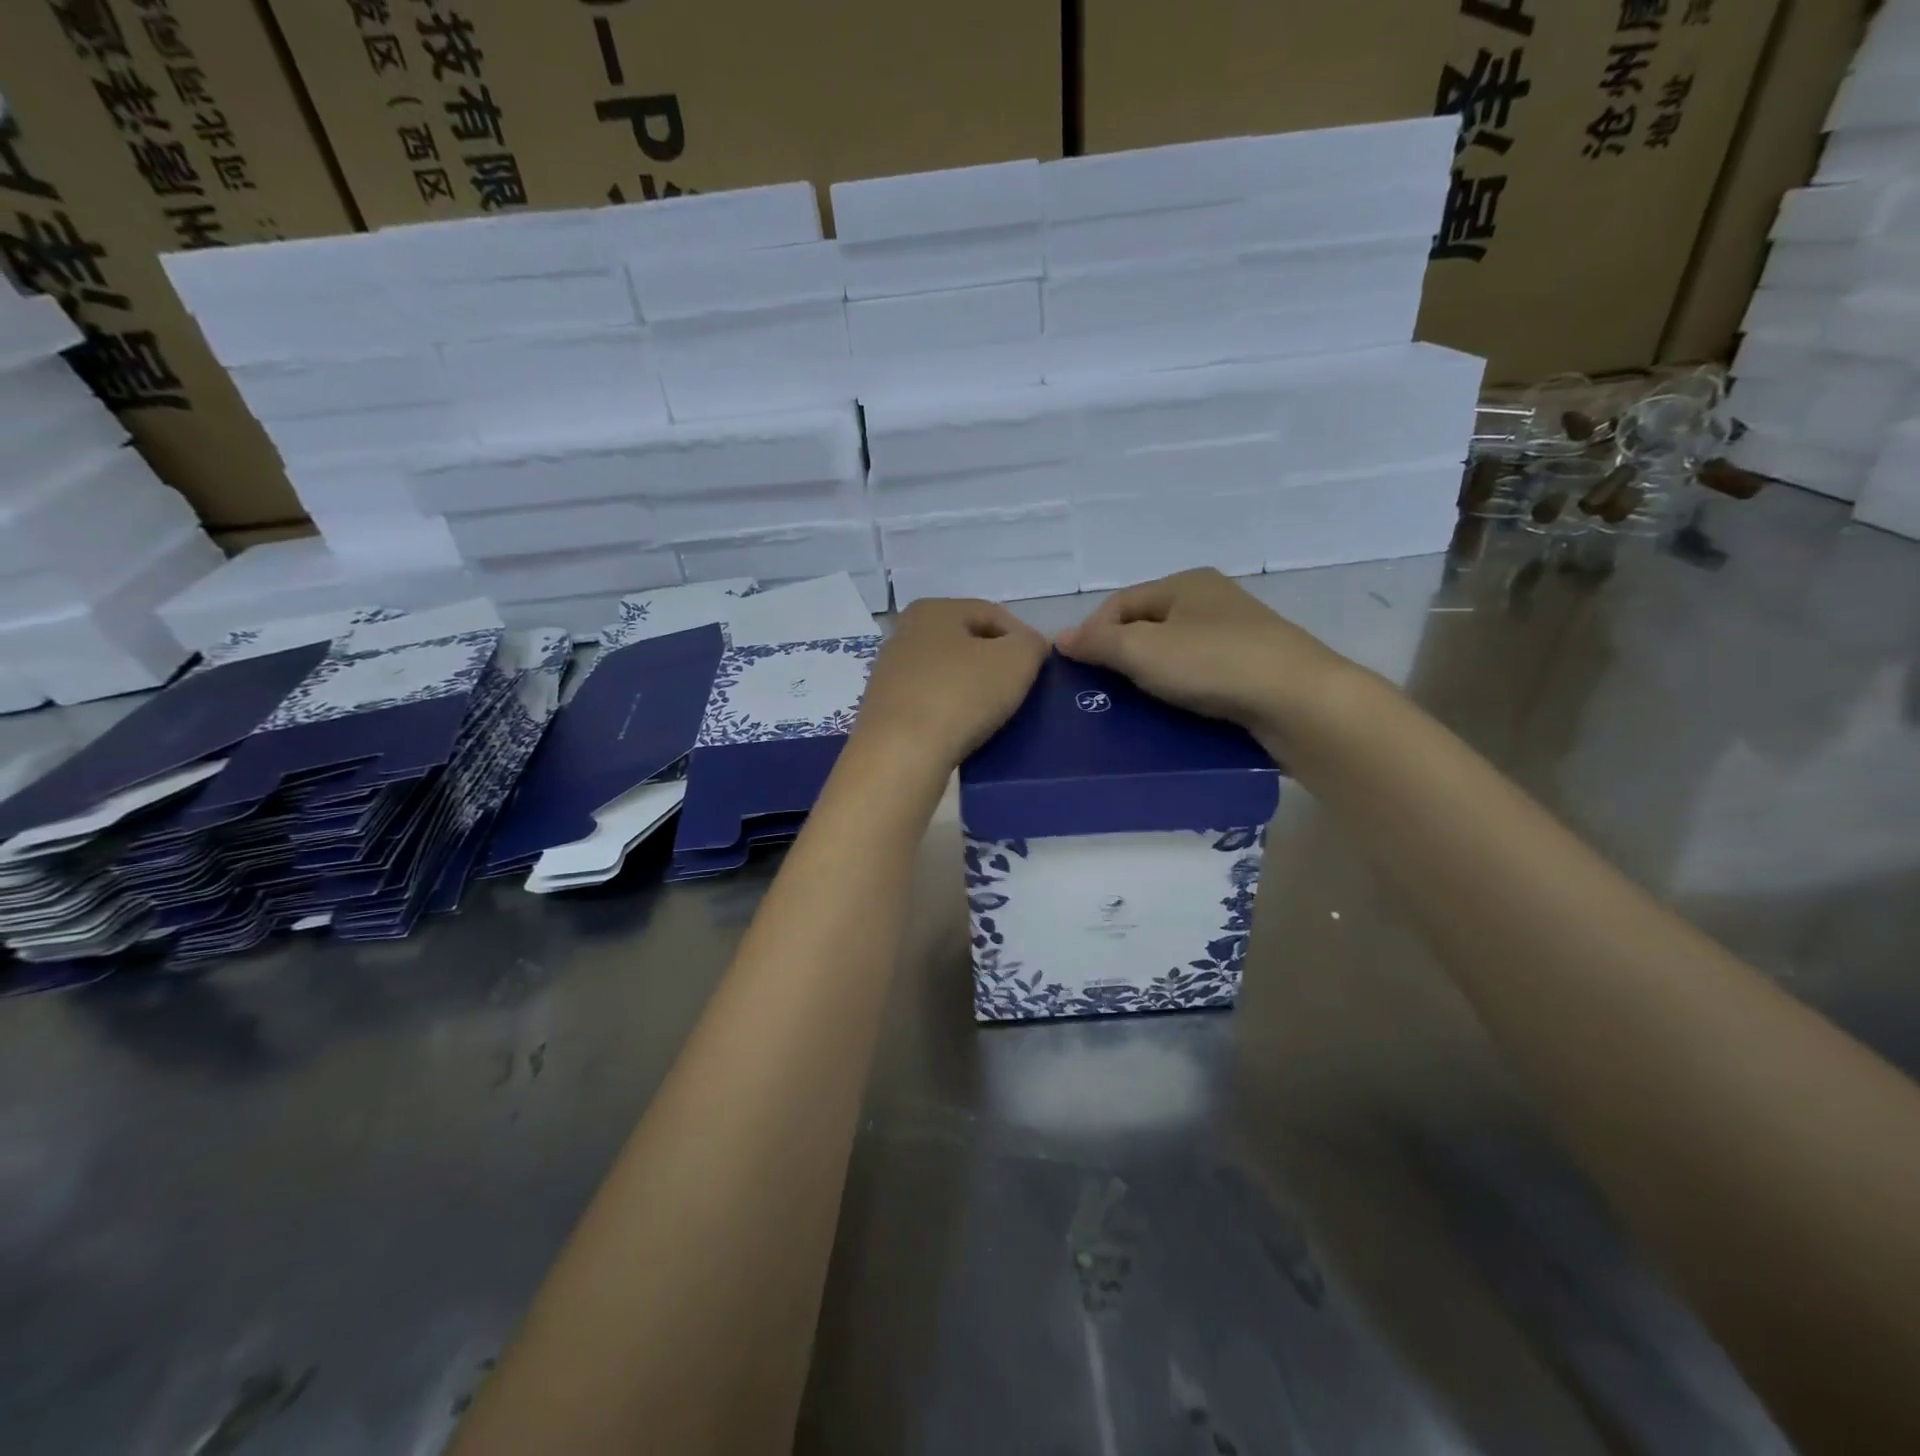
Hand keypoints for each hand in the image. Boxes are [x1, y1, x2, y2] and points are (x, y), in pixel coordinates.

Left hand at [854, 598, 1048, 769]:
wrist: (901, 755)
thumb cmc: (961, 695)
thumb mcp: (1016, 660)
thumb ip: (1032, 643)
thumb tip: (1030, 646)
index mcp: (933, 610)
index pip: (993, 614)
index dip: (1023, 638)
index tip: (1039, 669)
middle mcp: (904, 633)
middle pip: (967, 643)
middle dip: (997, 664)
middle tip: (1020, 692)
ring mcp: (890, 673)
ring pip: (948, 674)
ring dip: (975, 690)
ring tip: (996, 715)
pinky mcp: (885, 710)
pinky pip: (931, 703)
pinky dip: (952, 713)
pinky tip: (966, 732)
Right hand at [1056, 569, 1360, 749]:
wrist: (1299, 702)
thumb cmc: (1213, 664)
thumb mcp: (1143, 650)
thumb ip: (1099, 643)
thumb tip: (1059, 638)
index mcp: (1185, 584)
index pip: (1120, 602)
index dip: (1091, 632)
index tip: (1075, 670)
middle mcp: (1211, 601)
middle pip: (1147, 626)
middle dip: (1119, 655)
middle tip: (1100, 691)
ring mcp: (1237, 635)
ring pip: (1174, 653)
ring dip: (1149, 677)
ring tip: (1130, 707)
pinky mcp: (1252, 669)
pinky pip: (1200, 675)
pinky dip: (1179, 691)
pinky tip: (1171, 713)